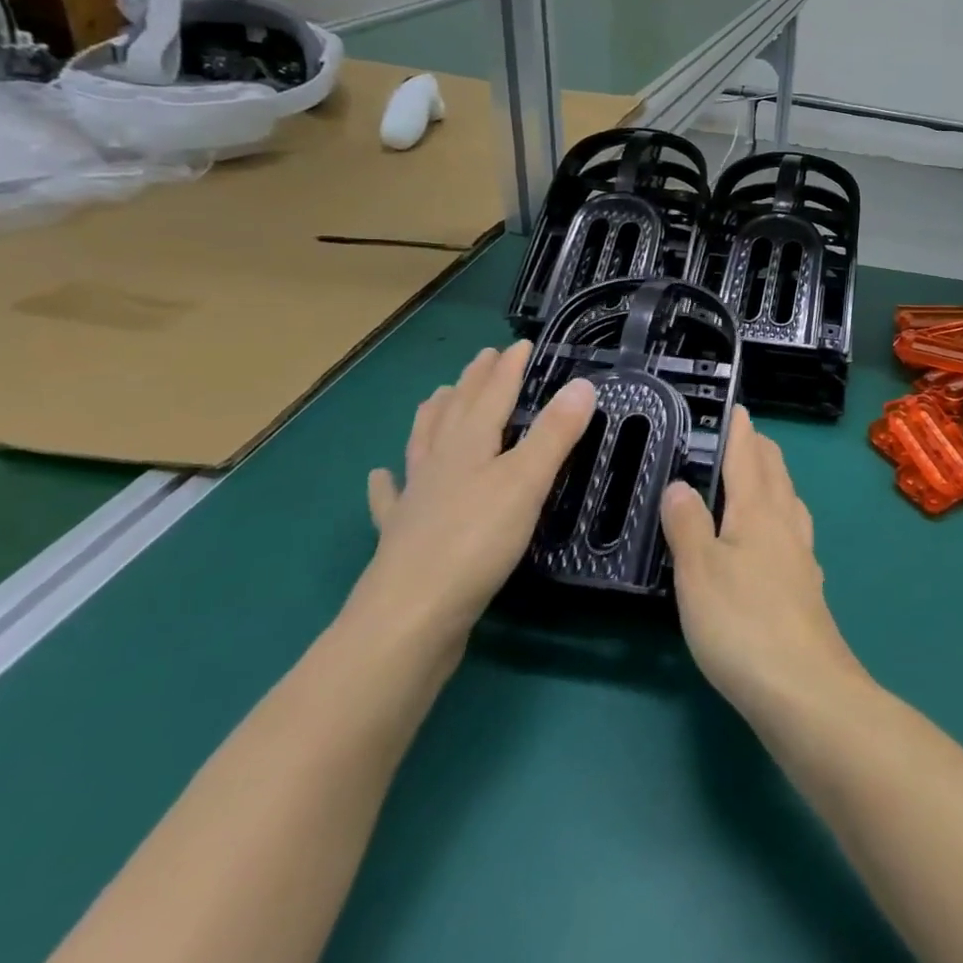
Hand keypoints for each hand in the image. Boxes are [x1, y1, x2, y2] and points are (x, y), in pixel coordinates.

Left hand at [357, 343, 596, 645]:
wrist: (409, 619)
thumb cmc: (475, 543)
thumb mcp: (527, 482)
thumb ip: (555, 434)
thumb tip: (582, 384)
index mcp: (468, 445)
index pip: (492, 395)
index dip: (508, 368)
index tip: (519, 343)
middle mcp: (438, 464)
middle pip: (455, 412)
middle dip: (472, 382)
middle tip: (482, 359)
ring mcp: (415, 500)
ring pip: (423, 445)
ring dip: (432, 416)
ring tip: (437, 396)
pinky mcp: (402, 538)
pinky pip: (391, 500)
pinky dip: (386, 483)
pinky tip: (380, 477)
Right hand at [661, 408, 868, 723]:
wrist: (804, 687)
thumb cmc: (742, 623)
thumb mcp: (698, 571)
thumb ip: (687, 525)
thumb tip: (680, 483)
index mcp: (758, 511)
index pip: (748, 458)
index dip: (742, 431)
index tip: (739, 408)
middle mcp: (786, 525)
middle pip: (776, 475)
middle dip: (762, 450)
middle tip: (747, 436)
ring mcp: (802, 557)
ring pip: (791, 503)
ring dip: (776, 481)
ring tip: (763, 477)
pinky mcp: (808, 588)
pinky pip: (796, 534)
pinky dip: (784, 518)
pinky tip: (779, 539)